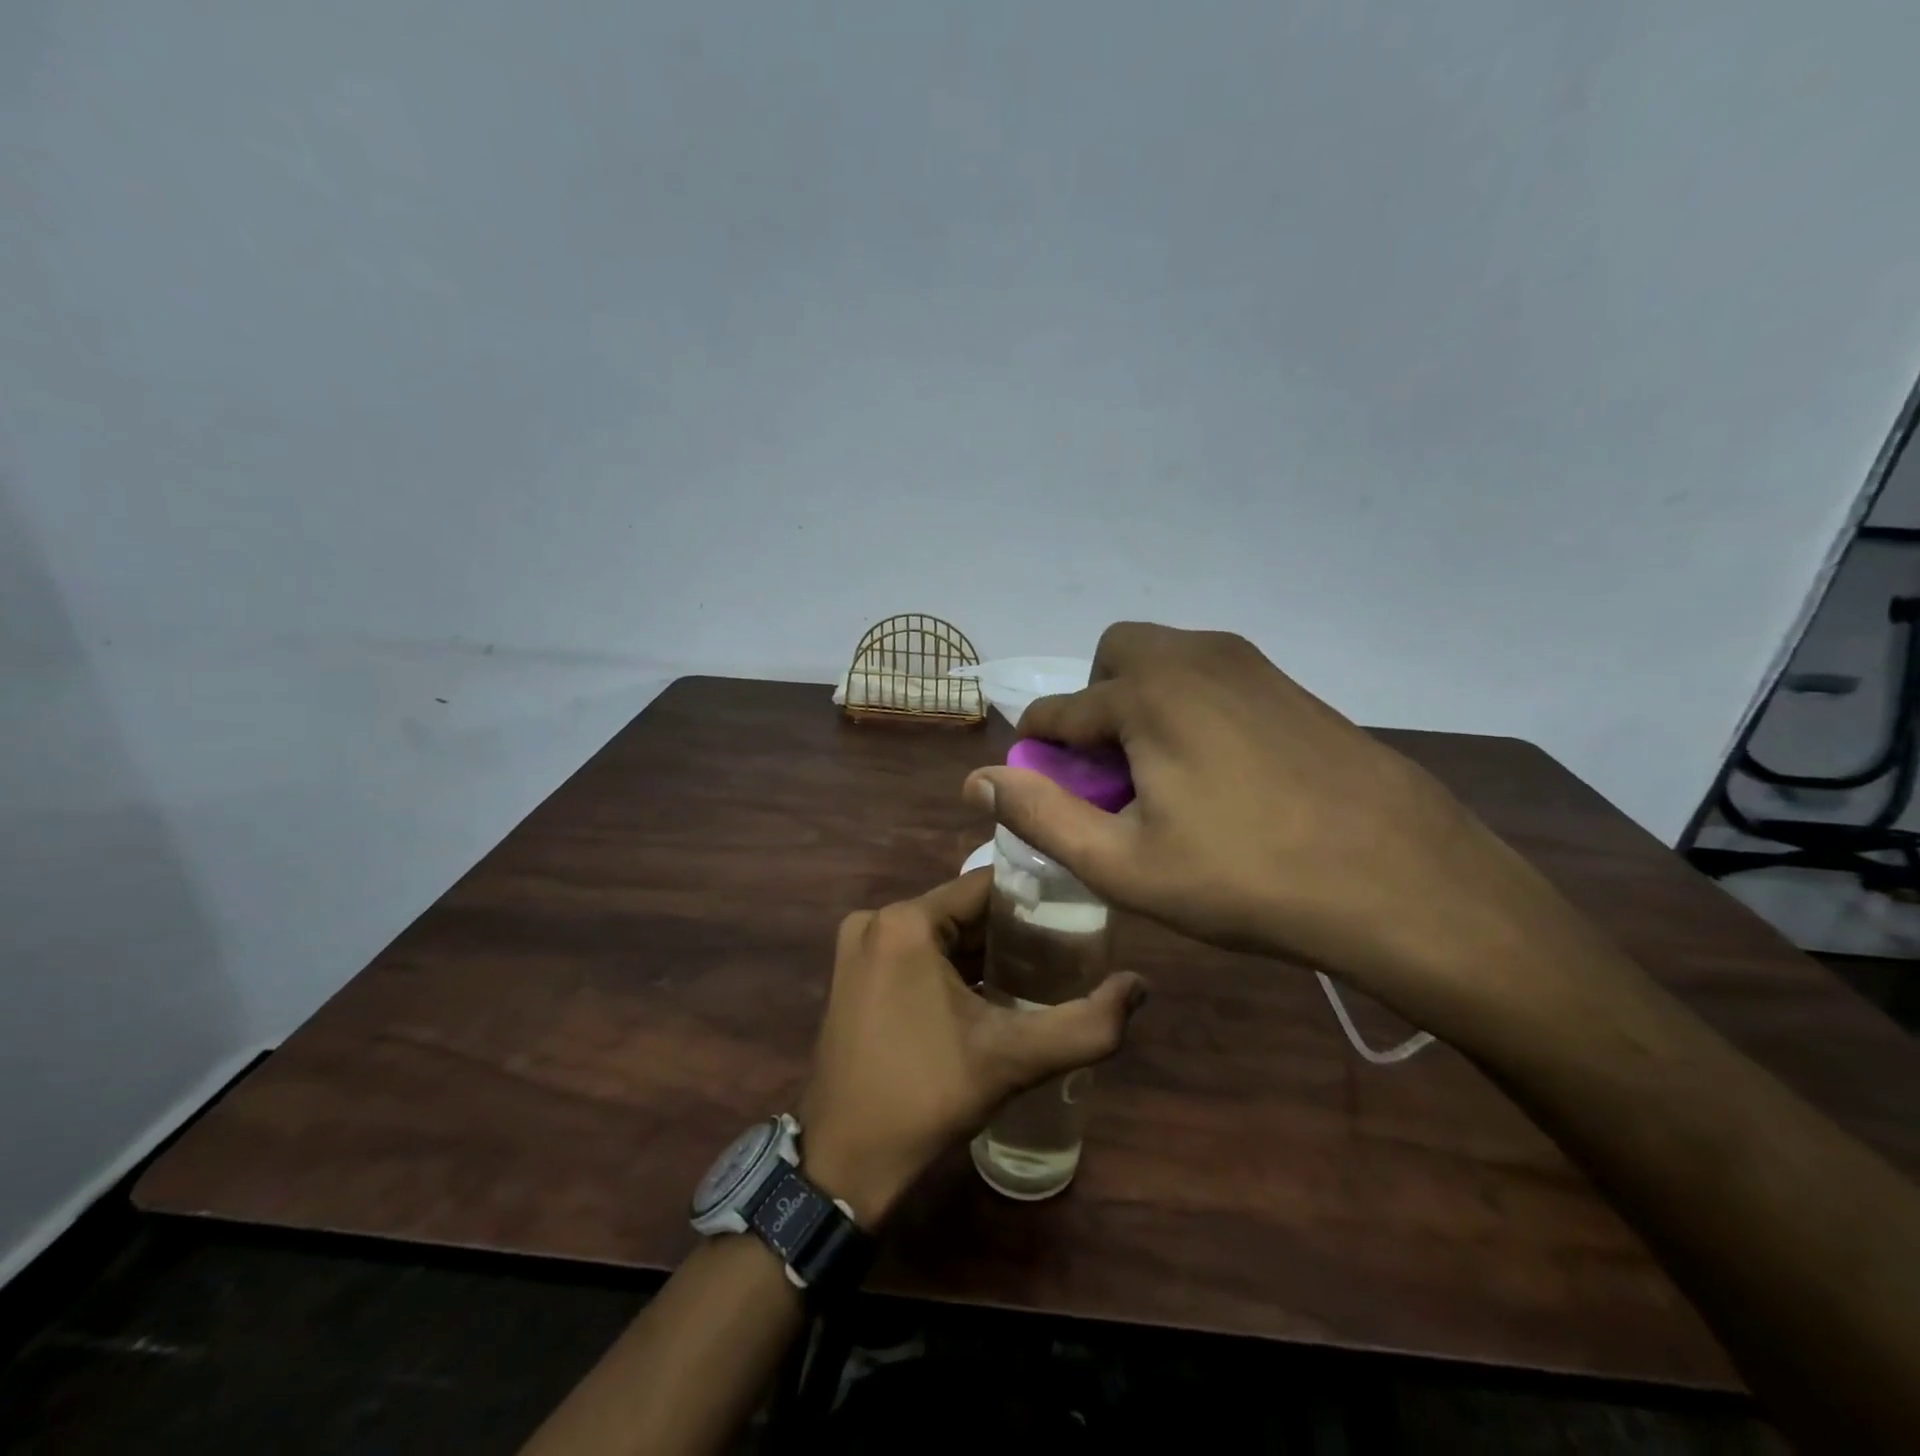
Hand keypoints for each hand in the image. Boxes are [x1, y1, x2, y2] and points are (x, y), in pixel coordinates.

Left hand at [799, 870, 1145, 1226]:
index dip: (1035, 899)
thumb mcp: (1013, 1060)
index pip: (986, 887)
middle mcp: (876, 922)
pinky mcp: (852, 976)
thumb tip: (1141, 987)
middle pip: (962, 911)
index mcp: (905, 922)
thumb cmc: (926, 1097)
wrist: (844, 1162)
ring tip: (1039, 972)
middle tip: (1066, 952)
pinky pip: (915, 954)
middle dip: (1013, 930)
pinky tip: (990, 995)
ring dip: (984, 951)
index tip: (1076, 915)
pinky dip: (951, 968)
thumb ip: (1087, 1025)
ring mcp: (858, 948)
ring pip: (940, 933)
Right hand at [962, 622, 1564, 1012]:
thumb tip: (976, 781)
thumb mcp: (1124, 864)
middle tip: (1113, 775)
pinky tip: (1222, 775)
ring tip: (1166, 779)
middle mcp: (1193, 657)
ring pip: (1166, 662)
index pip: (1059, 711)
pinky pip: (1213, 678)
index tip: (1044, 792)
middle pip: (1113, 658)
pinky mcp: (1291, 685)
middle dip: (1095, 705)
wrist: (1403, 880)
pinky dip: (1190, 708)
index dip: (1040, 753)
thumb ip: (1041, 815)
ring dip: (1142, 704)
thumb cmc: (1246, 879)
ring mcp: (1250, 665)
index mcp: (1145, 693)